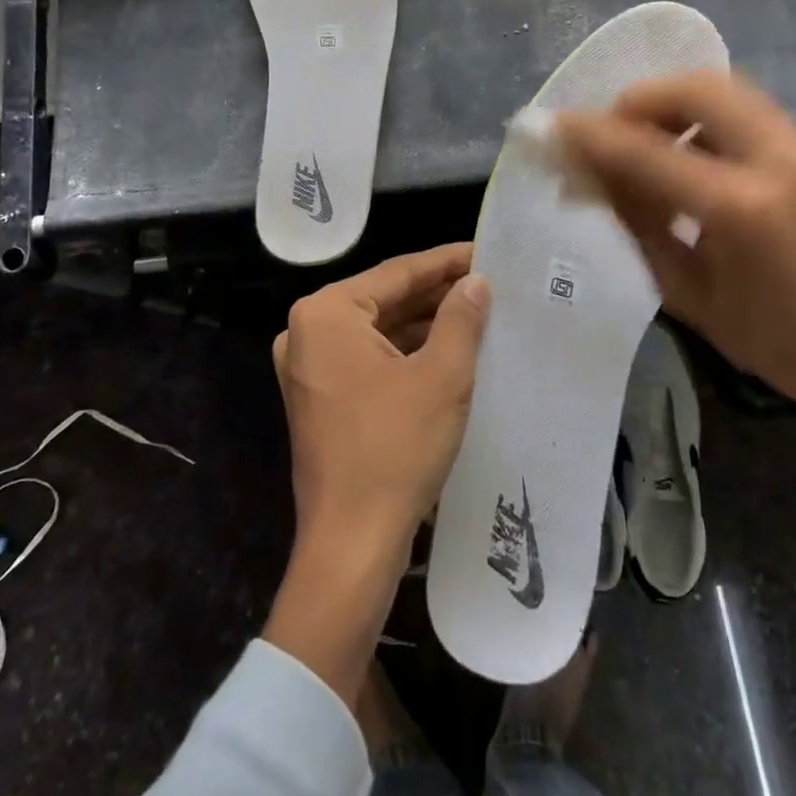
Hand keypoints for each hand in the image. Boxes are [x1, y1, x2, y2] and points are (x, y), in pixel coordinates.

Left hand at [263, 243, 490, 704]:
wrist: (352, 544)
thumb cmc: (395, 449)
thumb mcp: (441, 377)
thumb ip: (460, 318)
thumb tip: (477, 282)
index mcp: (326, 313)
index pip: (397, 273)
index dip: (446, 262)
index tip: (486, 251)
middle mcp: (307, 331)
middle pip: (384, 299)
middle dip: (436, 293)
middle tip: (488, 282)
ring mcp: (309, 367)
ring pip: (378, 330)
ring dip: (424, 323)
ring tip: (477, 312)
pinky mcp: (320, 397)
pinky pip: (368, 358)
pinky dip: (405, 353)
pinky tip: (447, 349)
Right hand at [554, 71, 795, 481]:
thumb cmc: (779, 347)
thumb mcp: (689, 295)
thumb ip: (639, 224)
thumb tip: (592, 177)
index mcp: (741, 209)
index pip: (647, 150)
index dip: (592, 136)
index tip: (553, 128)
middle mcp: (777, 159)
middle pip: (694, 87)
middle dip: (637, 100)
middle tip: (606, 133)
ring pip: (723, 87)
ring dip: (671, 103)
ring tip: (641, 141)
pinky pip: (744, 108)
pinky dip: (702, 115)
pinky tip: (684, 152)